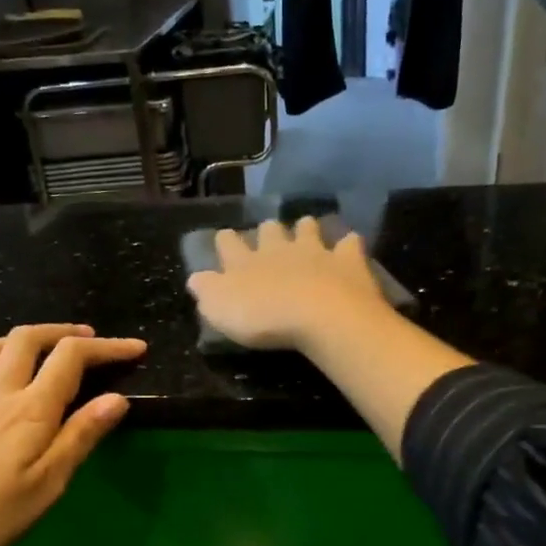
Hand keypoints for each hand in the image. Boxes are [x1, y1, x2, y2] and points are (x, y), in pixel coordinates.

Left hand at [0, 324, 146, 545]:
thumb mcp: (51, 482)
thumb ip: (82, 435)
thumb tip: (117, 397)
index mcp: (30, 409)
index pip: (71, 359)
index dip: (106, 347)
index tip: (135, 349)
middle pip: (25, 340)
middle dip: (60, 332)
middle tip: (85, 341)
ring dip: (9, 341)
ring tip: (30, 350)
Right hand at [186, 216, 391, 350]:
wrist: (319, 314)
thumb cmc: (263, 316)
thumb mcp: (220, 309)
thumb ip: (207, 291)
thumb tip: (195, 277)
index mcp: (245, 262)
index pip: (228, 244)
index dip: (225, 241)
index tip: (224, 237)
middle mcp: (278, 249)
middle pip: (270, 231)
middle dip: (267, 231)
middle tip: (269, 233)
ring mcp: (315, 251)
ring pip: (307, 229)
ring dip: (305, 229)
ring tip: (306, 229)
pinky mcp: (347, 261)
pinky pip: (349, 244)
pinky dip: (348, 243)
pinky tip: (349, 245)